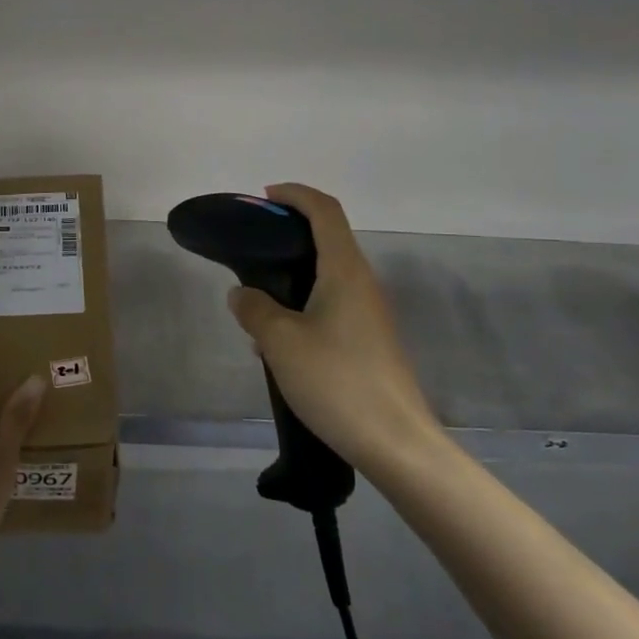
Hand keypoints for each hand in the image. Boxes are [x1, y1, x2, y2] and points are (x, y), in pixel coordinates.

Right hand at [225, 184, 445, 473]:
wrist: (396, 443)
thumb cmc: (337, 382)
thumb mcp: (281, 342)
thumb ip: (255, 309)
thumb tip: (242, 294)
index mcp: (345, 270)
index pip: (324, 211)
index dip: (294, 195)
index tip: (263, 198)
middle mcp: (362, 283)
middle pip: (327, 239)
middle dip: (288, 235)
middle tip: (250, 250)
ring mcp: (370, 313)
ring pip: (326, 277)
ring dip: (291, 277)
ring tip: (256, 303)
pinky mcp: (369, 341)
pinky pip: (331, 306)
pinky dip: (302, 306)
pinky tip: (278, 342)